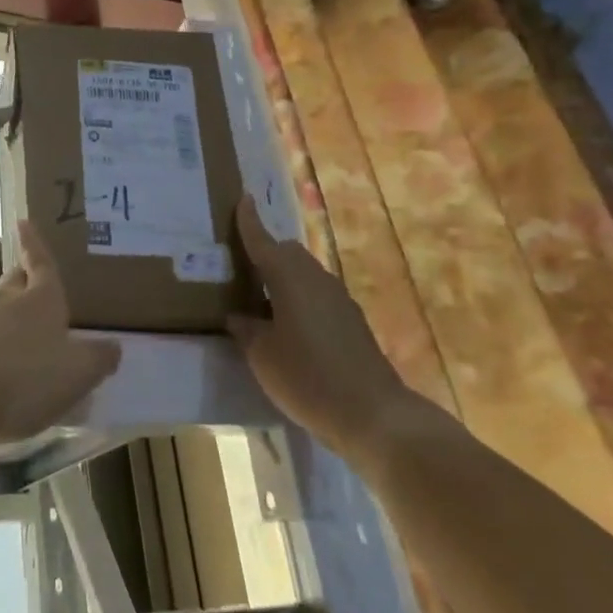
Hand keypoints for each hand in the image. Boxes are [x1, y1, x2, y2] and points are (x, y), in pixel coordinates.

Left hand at [0, 221, 121, 442]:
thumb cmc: (26, 381)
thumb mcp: (78, 375)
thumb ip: (98, 359)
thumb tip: (113, 345)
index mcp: (41, 301)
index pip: (41, 264)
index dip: (35, 245)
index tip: (23, 222)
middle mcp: (2, 298)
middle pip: (12, 281)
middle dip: (19, 282)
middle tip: (26, 292)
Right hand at [229, 196, 412, 469]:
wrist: (373, 413)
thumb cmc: (307, 378)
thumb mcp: (262, 356)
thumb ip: (246, 330)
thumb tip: (238, 316)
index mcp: (289, 280)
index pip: (263, 242)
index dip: (250, 222)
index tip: (243, 198)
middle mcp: (316, 280)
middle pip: (289, 253)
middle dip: (267, 253)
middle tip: (242, 269)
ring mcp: (339, 299)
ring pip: (306, 274)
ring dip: (284, 279)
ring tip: (261, 302)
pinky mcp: (352, 321)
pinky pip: (318, 295)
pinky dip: (300, 299)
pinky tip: (289, 327)